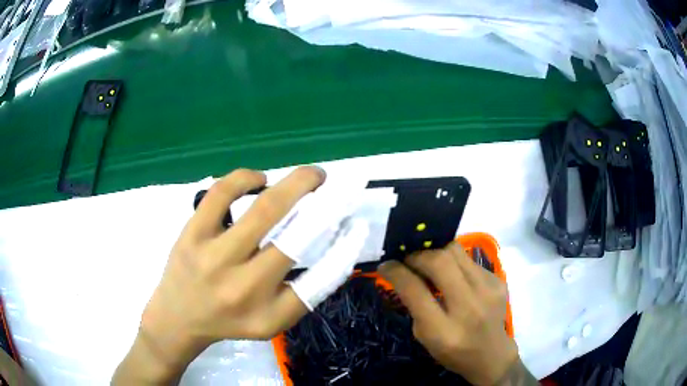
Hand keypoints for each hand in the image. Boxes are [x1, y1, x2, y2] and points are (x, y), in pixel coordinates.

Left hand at [112, 166, 325, 383]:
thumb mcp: (271, 322)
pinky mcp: (191, 233)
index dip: (345, 248)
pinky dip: (245, 178)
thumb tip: (332, 250)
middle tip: (334, 186)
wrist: (177, 317)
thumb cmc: (229, 321)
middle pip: (295, 236)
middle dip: (326, 203)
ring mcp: (213, 255)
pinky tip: (258, 179)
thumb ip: (302, 293)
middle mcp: (243, 285)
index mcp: (267, 311)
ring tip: (308, 177)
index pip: (319, 280)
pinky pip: (220, 194)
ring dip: (293, 184)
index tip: (357, 223)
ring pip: (262, 208)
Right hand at [379, 243, 522, 384]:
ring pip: (456, 251)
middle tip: (408, 259)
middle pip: (439, 261)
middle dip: (417, 255)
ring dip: (436, 252)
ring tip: (428, 261)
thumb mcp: (425, 337)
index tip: (386, 265)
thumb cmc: (453, 352)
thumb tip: (403, 273)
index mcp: (444, 330)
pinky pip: (469, 260)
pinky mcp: (498, 280)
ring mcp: (488, 290)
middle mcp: (469, 306)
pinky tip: (453, 275)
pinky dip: (455, 262)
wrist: (492, 355)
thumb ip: (415, 305)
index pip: (415, 290)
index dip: (397, 272)